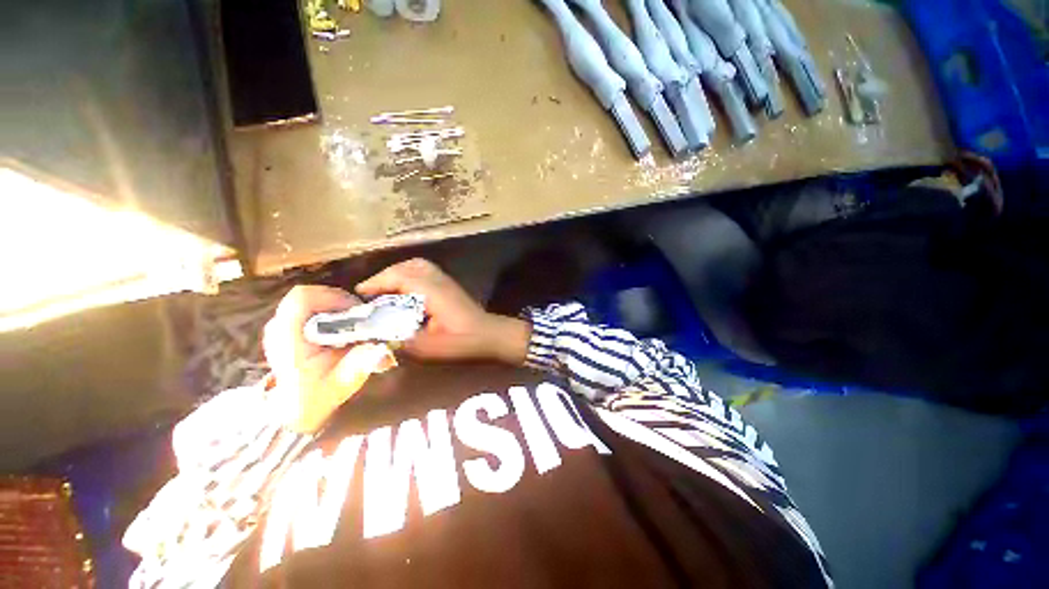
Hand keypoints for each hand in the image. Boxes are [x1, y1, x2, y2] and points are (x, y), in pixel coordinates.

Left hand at [263, 285, 395, 432]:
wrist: (295, 407)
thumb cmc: (317, 394)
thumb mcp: (342, 382)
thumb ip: (359, 364)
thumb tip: (382, 349)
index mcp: (288, 337)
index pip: (303, 298)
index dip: (333, 297)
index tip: (355, 310)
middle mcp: (280, 325)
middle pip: (310, 294)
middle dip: (340, 300)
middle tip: (359, 316)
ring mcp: (281, 325)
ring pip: (312, 298)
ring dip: (337, 305)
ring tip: (352, 322)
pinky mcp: (288, 326)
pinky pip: (311, 306)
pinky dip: (331, 310)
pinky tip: (341, 327)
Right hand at [356, 258, 530, 363]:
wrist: (490, 335)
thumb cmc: (463, 341)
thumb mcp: (428, 347)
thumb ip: (400, 340)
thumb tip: (376, 335)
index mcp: (431, 291)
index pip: (398, 277)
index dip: (376, 282)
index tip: (359, 294)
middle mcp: (437, 280)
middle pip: (407, 266)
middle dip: (385, 276)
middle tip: (370, 292)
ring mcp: (445, 280)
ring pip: (417, 265)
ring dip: (397, 273)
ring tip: (384, 289)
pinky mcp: (449, 285)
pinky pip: (425, 271)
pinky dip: (409, 275)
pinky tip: (405, 292)